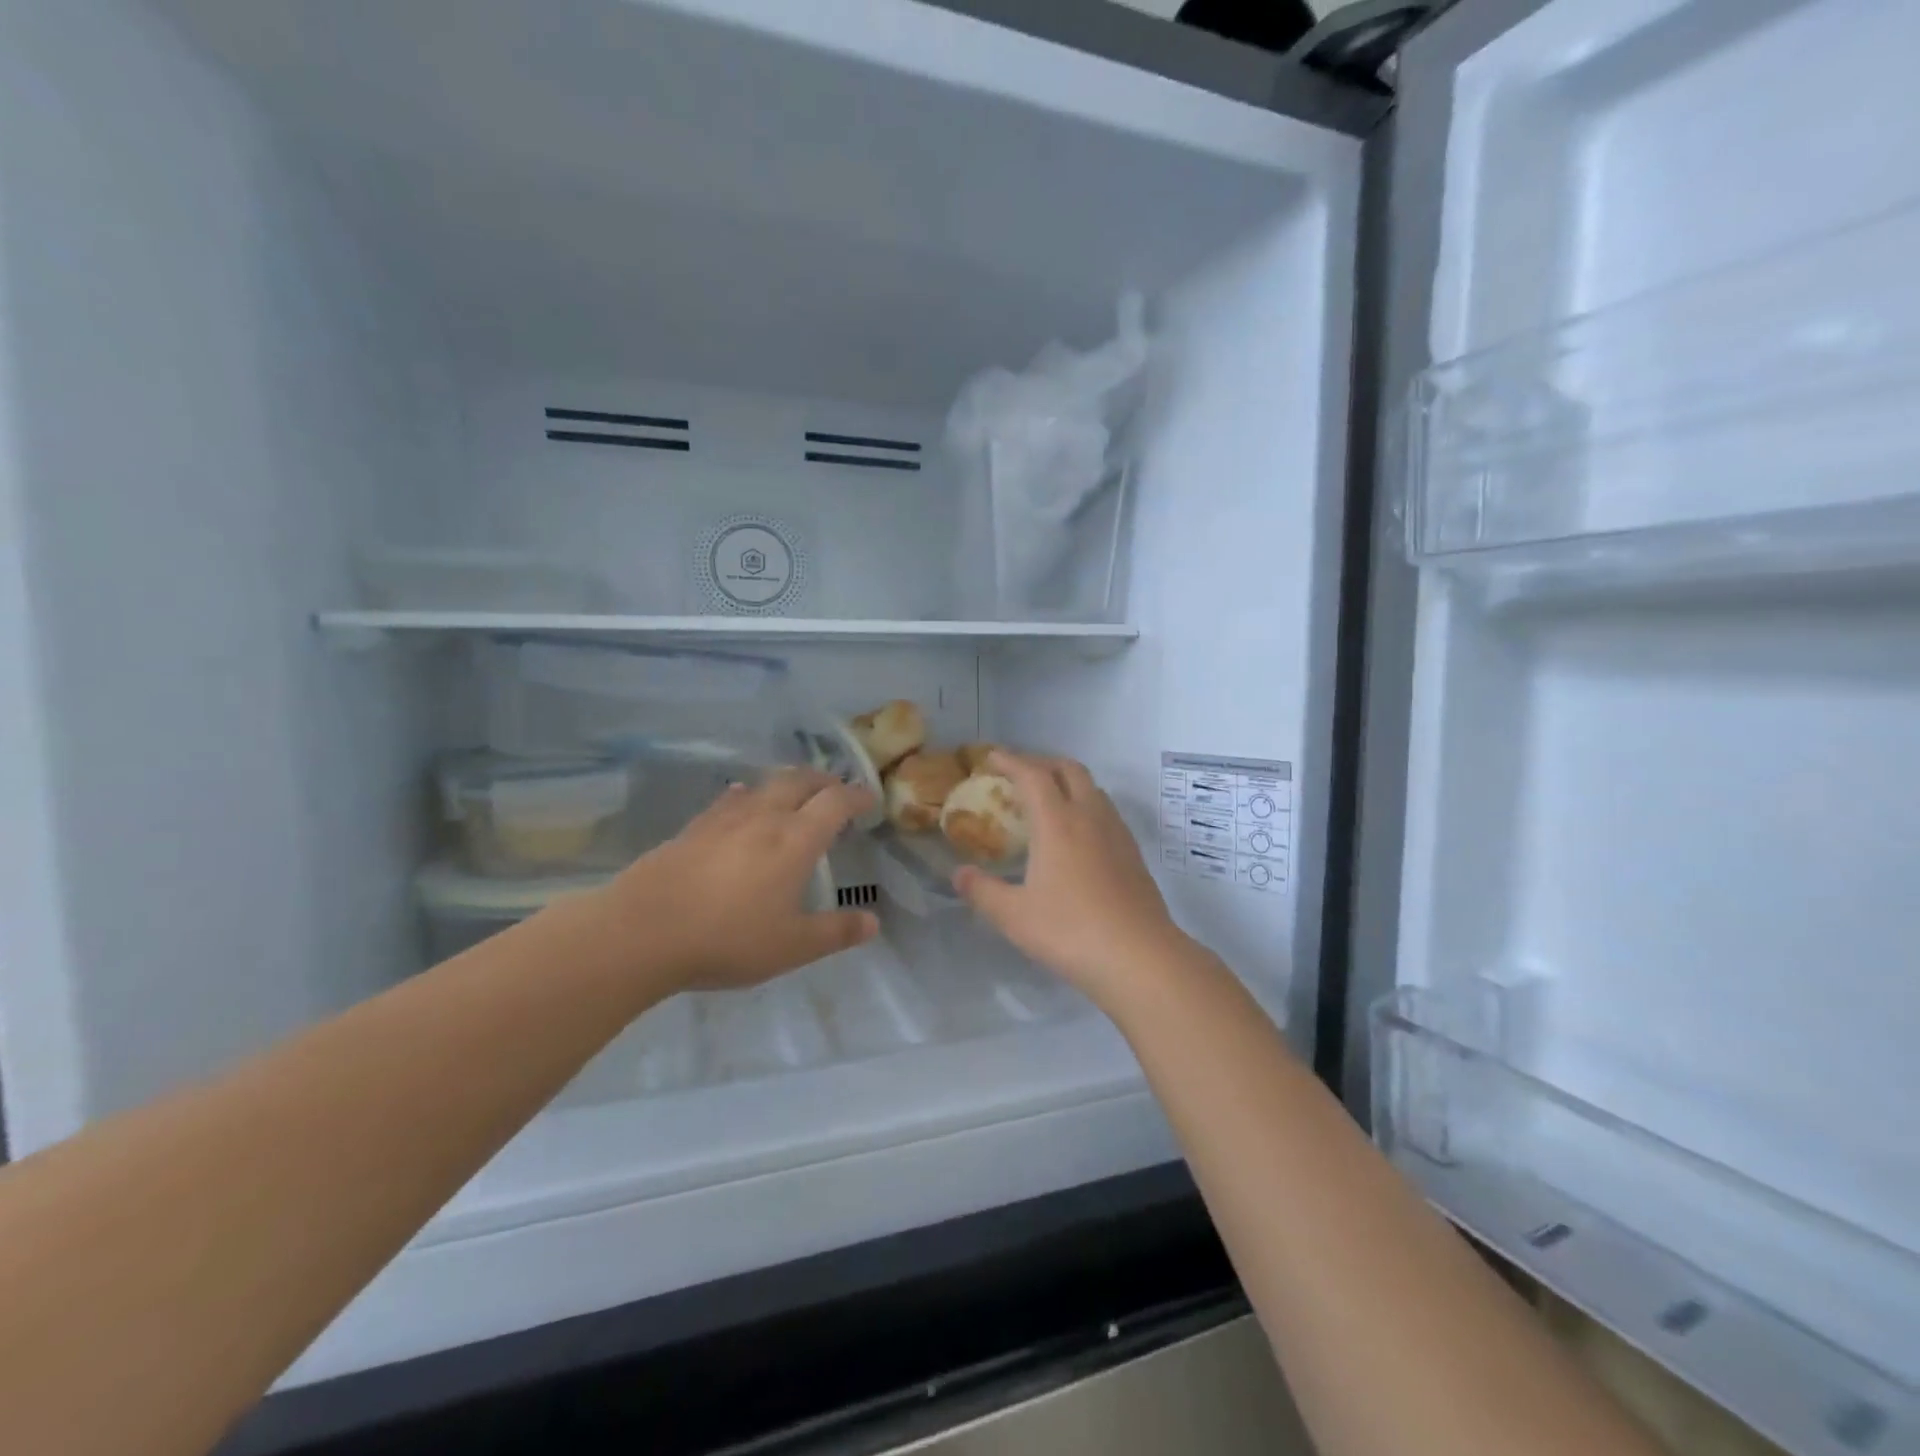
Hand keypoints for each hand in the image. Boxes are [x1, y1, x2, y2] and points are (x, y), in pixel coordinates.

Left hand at [593, 769, 878, 991]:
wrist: (642, 931)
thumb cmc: (727, 939)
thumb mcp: (791, 947)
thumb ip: (835, 932)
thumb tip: (873, 922)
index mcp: (795, 840)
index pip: (835, 803)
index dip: (857, 797)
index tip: (870, 800)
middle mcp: (764, 818)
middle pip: (799, 781)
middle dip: (824, 781)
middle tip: (836, 791)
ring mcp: (724, 819)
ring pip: (764, 785)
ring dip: (787, 783)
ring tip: (794, 794)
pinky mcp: (693, 828)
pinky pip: (730, 799)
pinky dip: (748, 795)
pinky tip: (741, 803)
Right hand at [953, 752, 1189, 1002]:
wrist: (1140, 957)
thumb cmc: (1070, 931)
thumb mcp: (1014, 916)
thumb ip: (982, 891)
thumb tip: (959, 874)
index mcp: (1057, 823)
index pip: (1033, 775)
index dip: (1010, 761)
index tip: (991, 757)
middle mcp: (1089, 816)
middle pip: (1069, 769)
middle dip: (1042, 763)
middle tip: (1020, 774)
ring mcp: (1117, 833)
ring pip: (1092, 788)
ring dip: (1068, 782)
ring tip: (1048, 800)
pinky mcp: (1133, 854)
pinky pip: (1106, 812)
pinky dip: (1086, 806)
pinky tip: (1077, 836)